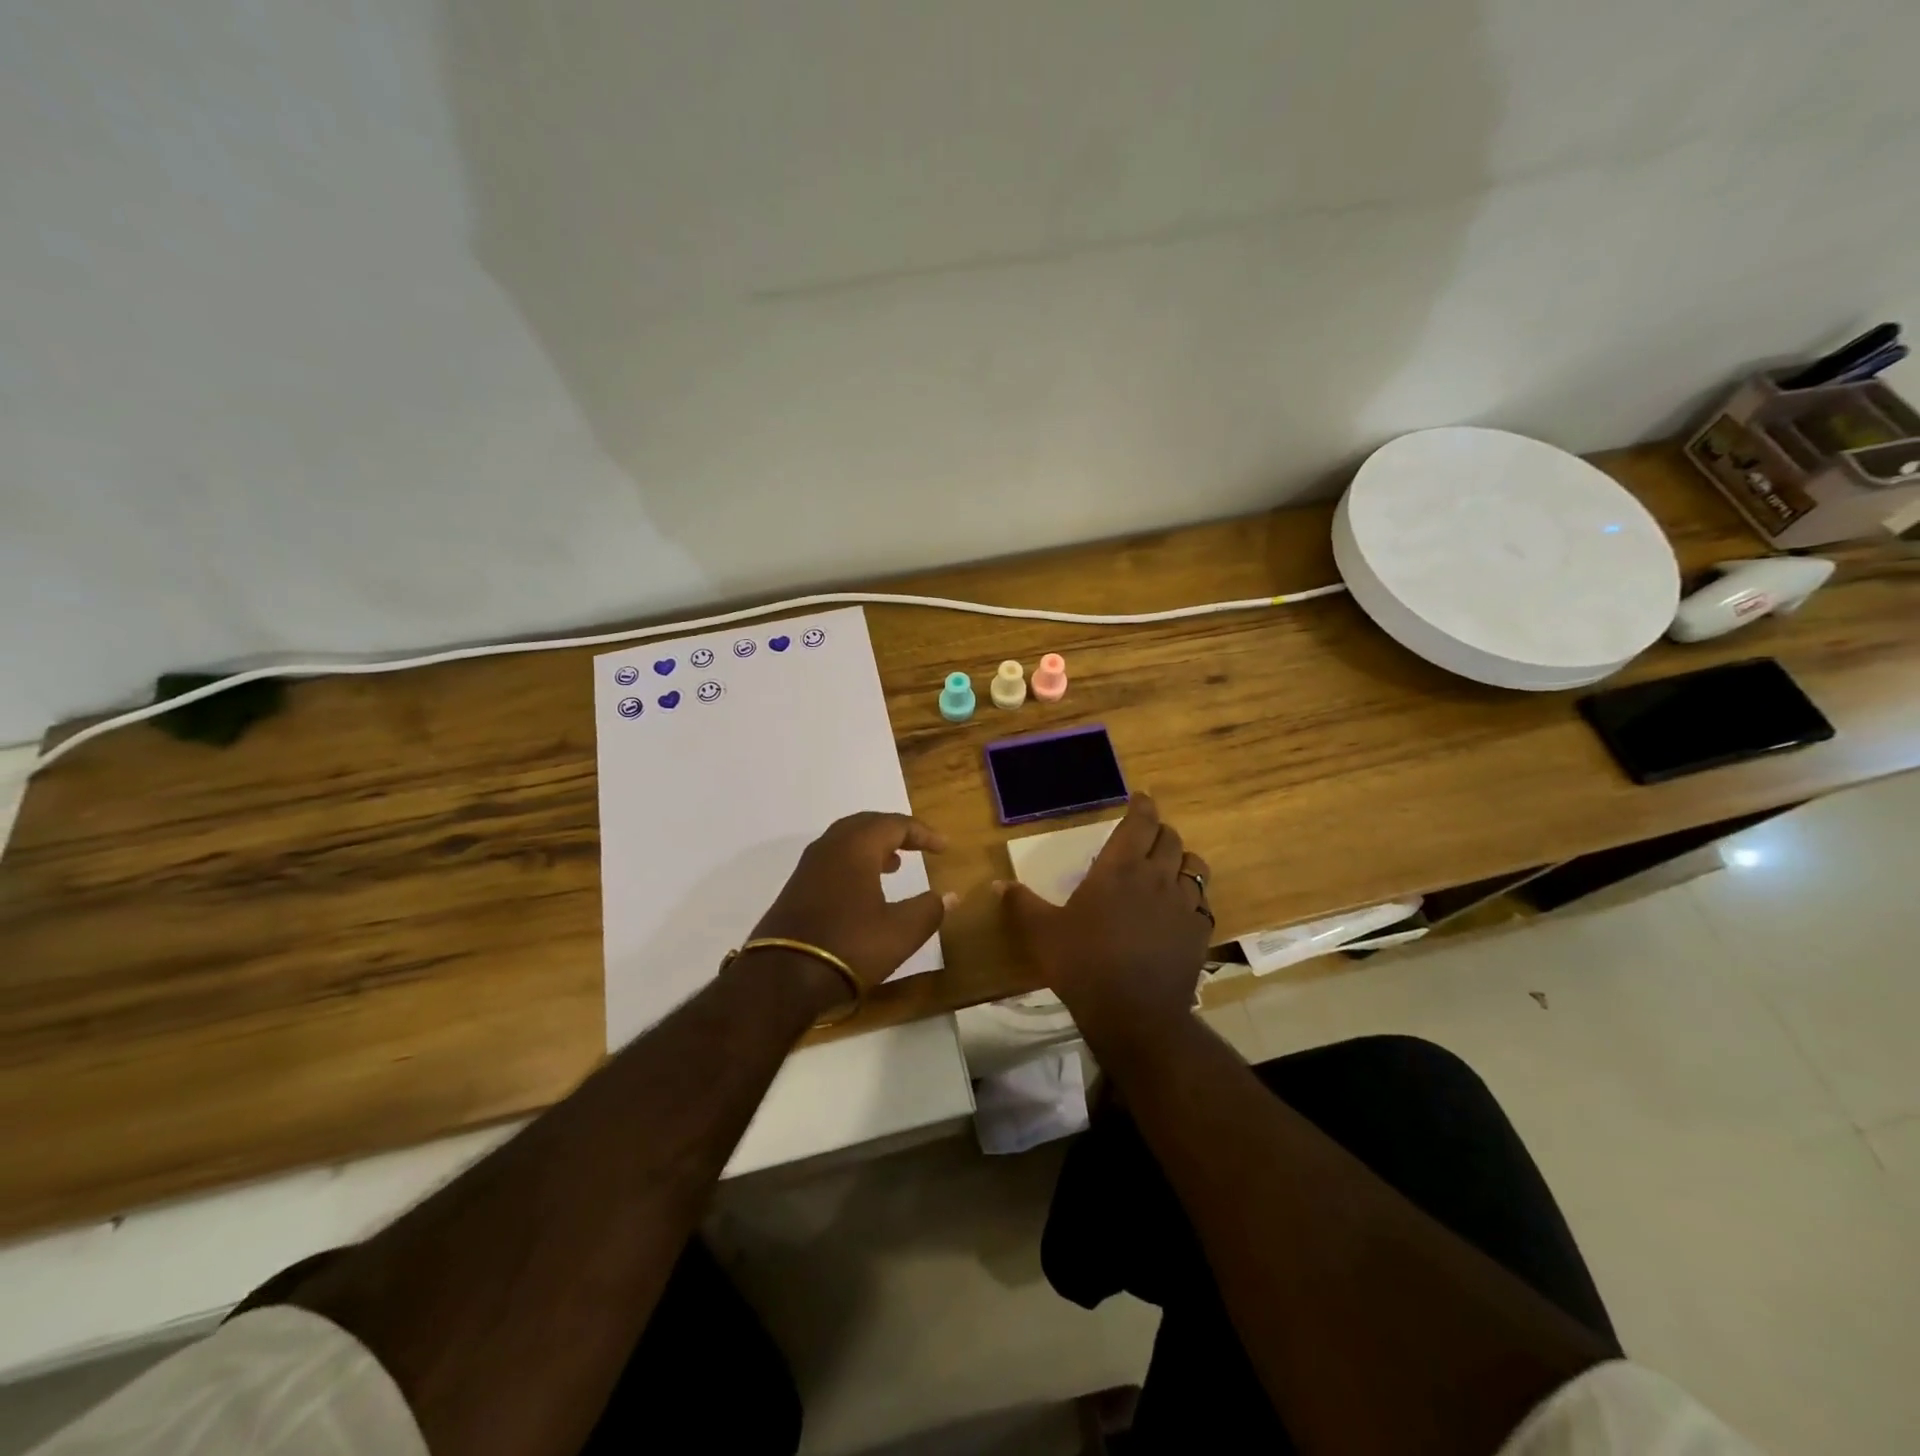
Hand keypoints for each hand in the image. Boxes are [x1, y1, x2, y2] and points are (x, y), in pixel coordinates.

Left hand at [750, 813, 953, 1004]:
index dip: (923, 833)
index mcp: (856, 847)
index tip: (944, 848)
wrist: (782, 978)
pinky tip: (864, 888)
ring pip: (846, 841)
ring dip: (873, 846)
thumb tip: (950, 895)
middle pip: (866, 824)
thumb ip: (930, 909)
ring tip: (895, 863)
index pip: (895, 824)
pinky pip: (832, 859)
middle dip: (895, 831)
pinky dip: (855, 862)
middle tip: (918, 845)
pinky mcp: (796, 888)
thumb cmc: (849, 947)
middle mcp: (830, 847)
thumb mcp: (901, 932)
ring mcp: (808, 867)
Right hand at [997, 794, 1211, 1039]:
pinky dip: (1193, 896)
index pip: (1139, 822)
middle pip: (1170, 838)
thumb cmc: (1083, 964)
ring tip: (1169, 866)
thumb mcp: (1041, 933)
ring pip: (1194, 865)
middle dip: (1159, 830)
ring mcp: (1183, 904)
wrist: (1134, 1013)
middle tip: (1147, 834)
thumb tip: (997, 884)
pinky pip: (1203, 901)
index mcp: (1119, 868)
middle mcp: (1156, 877)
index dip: (1142, 806)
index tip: (1142, 798)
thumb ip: (1021, 904)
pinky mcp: (1199, 932)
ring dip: (1181, 859)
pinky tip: (1181, 908)